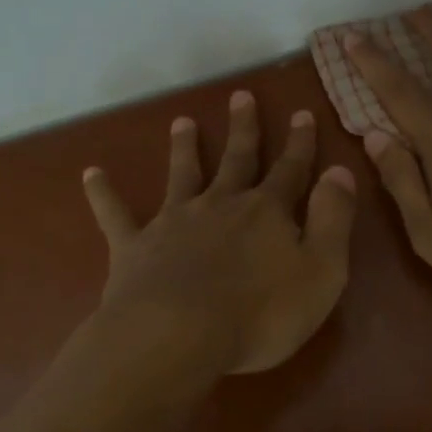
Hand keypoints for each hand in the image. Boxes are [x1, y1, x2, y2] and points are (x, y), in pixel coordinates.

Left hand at [82, 91, 357, 373]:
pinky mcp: (135, 247)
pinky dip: (103, 194)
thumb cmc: (260, 313)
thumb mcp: (321, 271)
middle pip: (235, 160)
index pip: (289, 170)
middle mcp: (220, 205)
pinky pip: (116, 215)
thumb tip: (340, 171)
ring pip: (182, 175)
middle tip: (240, 95)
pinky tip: (91, 174)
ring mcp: (174, 223)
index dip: (299, 144)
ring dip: (183, 148)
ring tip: (181, 121)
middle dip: (242, 129)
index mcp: (266, 213)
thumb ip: (333, 219)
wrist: (177, 336)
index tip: (301, 112)